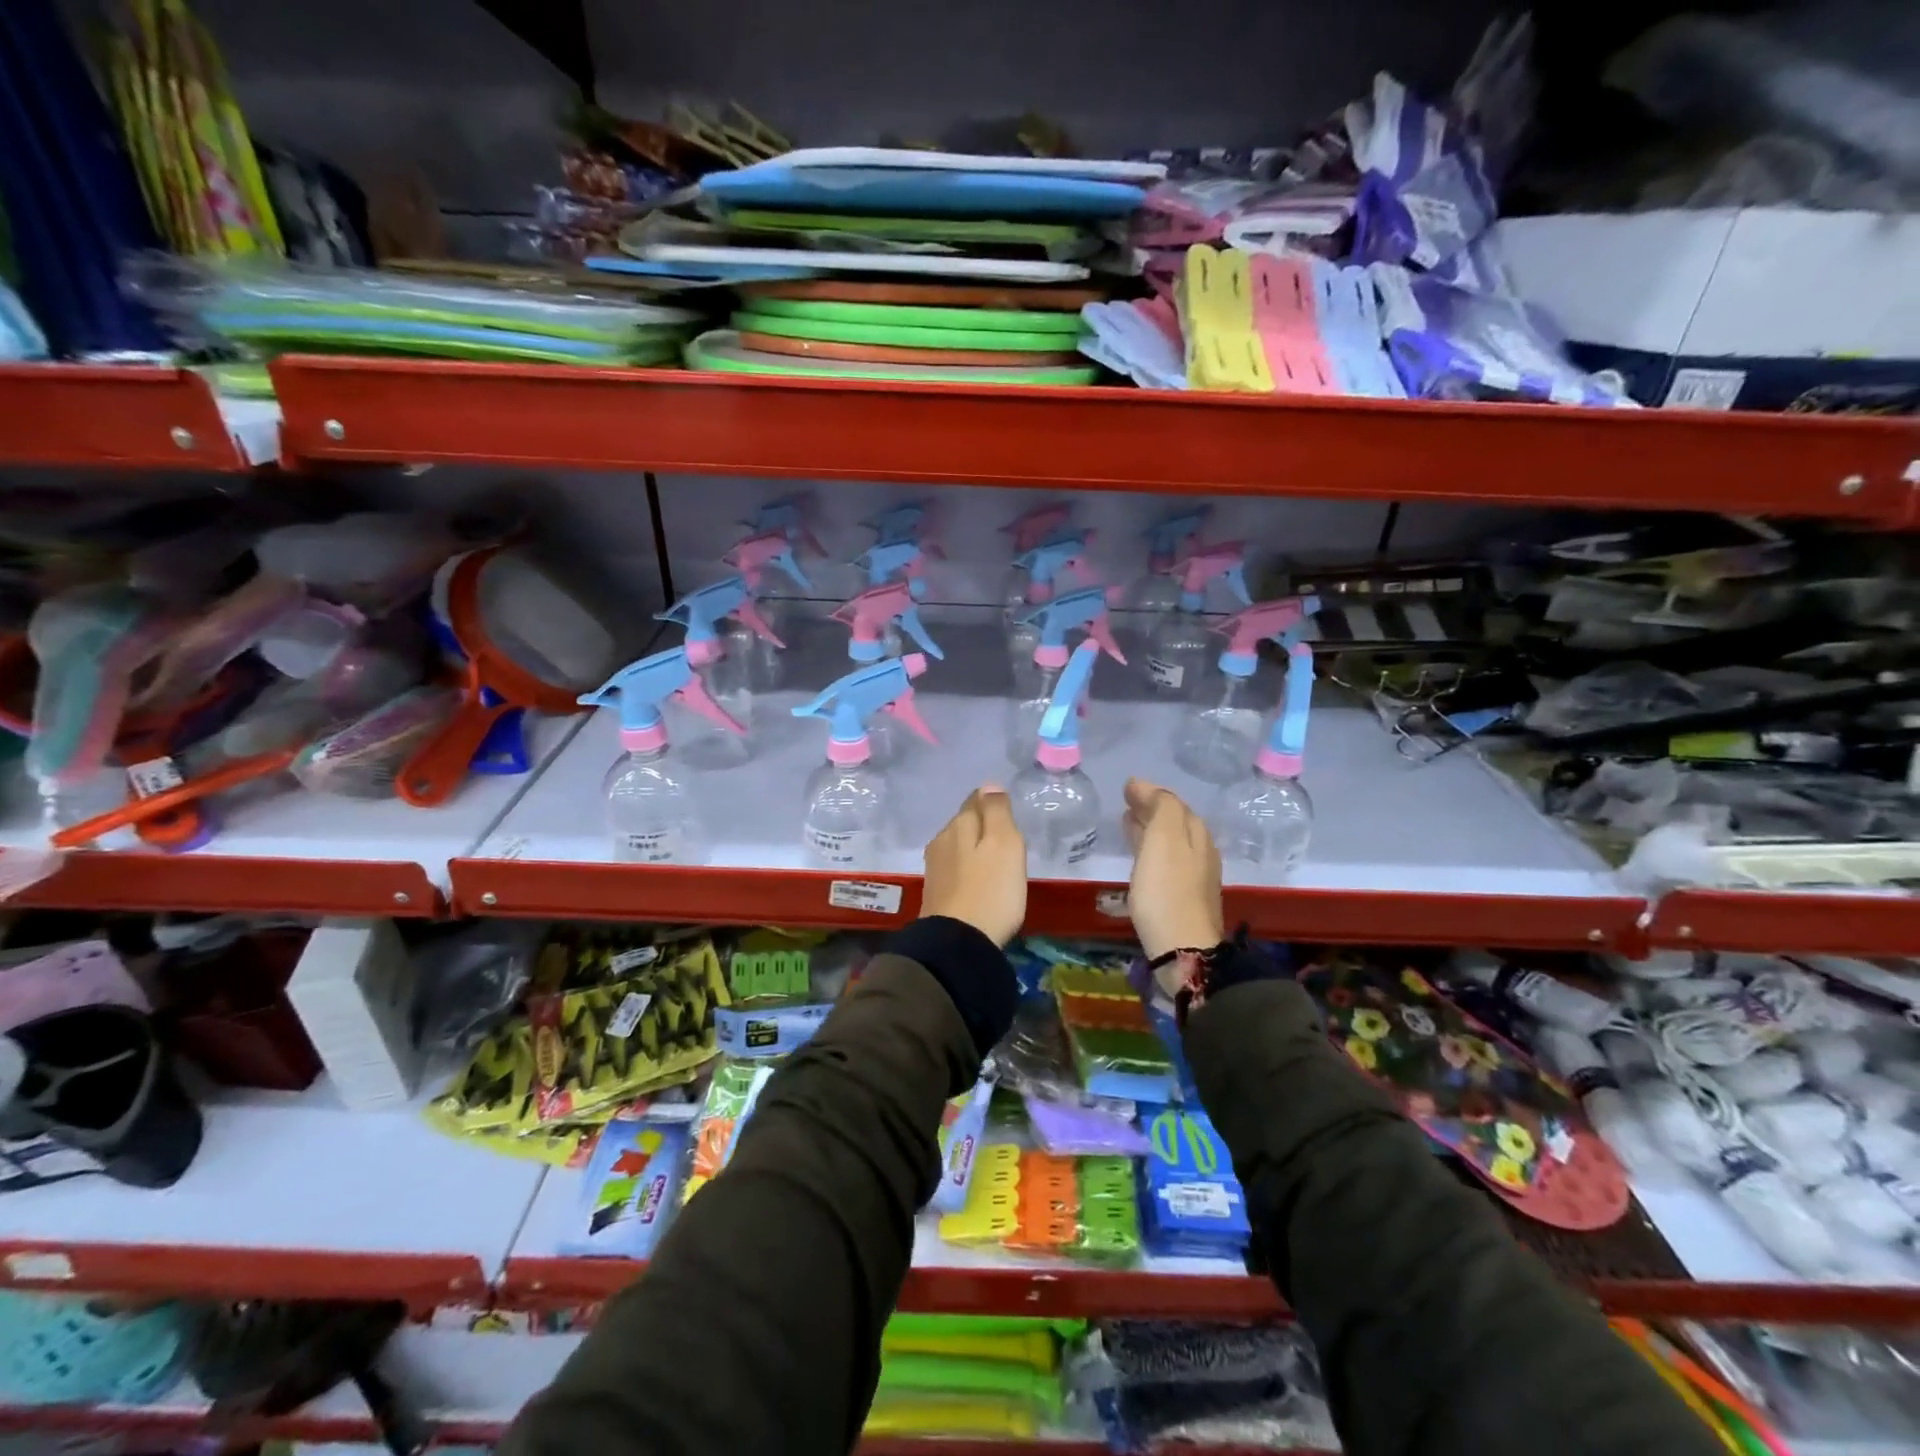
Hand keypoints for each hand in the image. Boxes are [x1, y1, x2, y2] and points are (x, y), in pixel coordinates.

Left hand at [921, 786, 1027, 945]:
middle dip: (983, 826)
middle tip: (1007, 840)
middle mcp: (942, 839)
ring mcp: (935, 867)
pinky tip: (979, 883)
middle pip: (965, 823)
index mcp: (959, 824)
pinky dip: (968, 870)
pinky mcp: (935, 892)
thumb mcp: (1005, 844)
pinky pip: (956, 869)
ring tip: (995, 863)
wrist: (958, 942)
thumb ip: (997, 812)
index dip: (993, 803)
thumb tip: (989, 785)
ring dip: (974, 850)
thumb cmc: (991, 890)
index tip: (1008, 813)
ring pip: (959, 846)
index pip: (976, 799)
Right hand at [1122, 778, 1224, 973]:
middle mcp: (1201, 851)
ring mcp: (1194, 877)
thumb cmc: (1166, 889)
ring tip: (1127, 825)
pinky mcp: (1183, 898)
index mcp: (1196, 833)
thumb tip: (1142, 785)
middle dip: (1151, 810)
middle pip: (1174, 822)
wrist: (1182, 948)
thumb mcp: (1164, 838)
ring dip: (1149, 830)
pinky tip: (1138, 858)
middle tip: (1126, 803)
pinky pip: (1165, 862)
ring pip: (1170, 842)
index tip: (1127, 787)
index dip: (1150, 793)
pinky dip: (1150, 851)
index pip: (1173, 803)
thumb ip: (1159, 807)